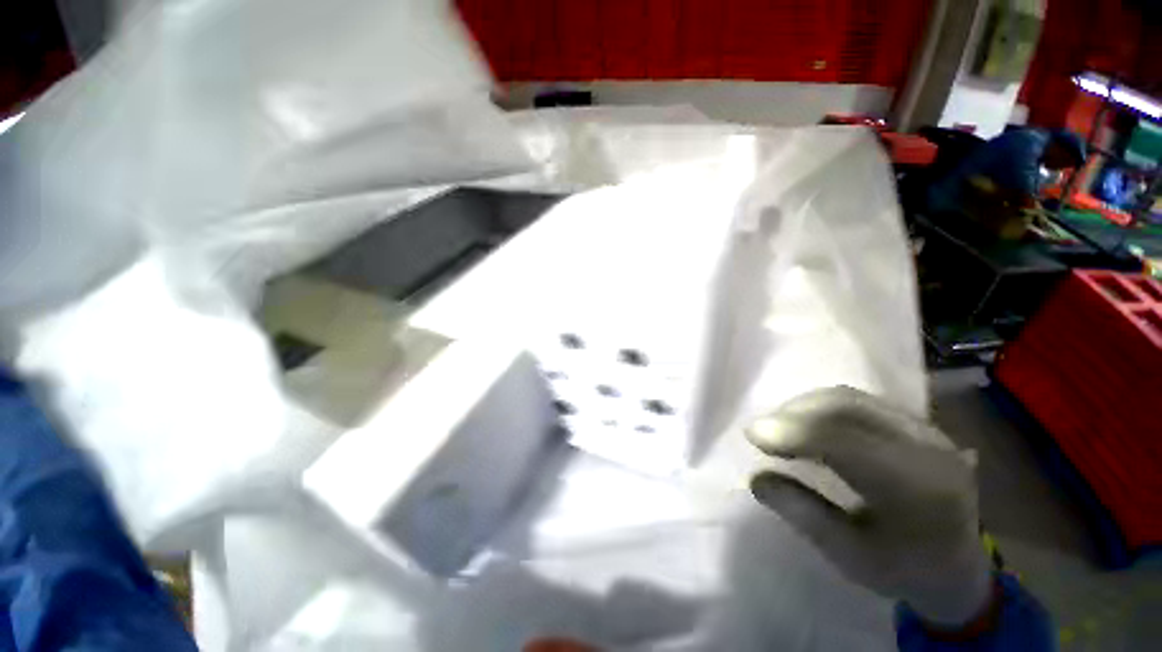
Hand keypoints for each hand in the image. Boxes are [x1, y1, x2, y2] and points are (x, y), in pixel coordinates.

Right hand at [745, 387, 993, 629]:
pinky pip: (860, 400)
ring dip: (805, 406)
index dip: (792, 431)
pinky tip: (807, 422)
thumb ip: (801, 512)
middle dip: (793, 414)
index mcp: (917, 489)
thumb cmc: (902, 569)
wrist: (959, 566)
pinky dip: (822, 406)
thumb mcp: (847, 555)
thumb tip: (756, 477)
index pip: (844, 441)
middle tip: (763, 432)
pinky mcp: (917, 422)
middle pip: (845, 408)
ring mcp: (926, 429)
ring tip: (780, 426)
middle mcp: (927, 448)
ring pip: (850, 397)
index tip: (751, 434)